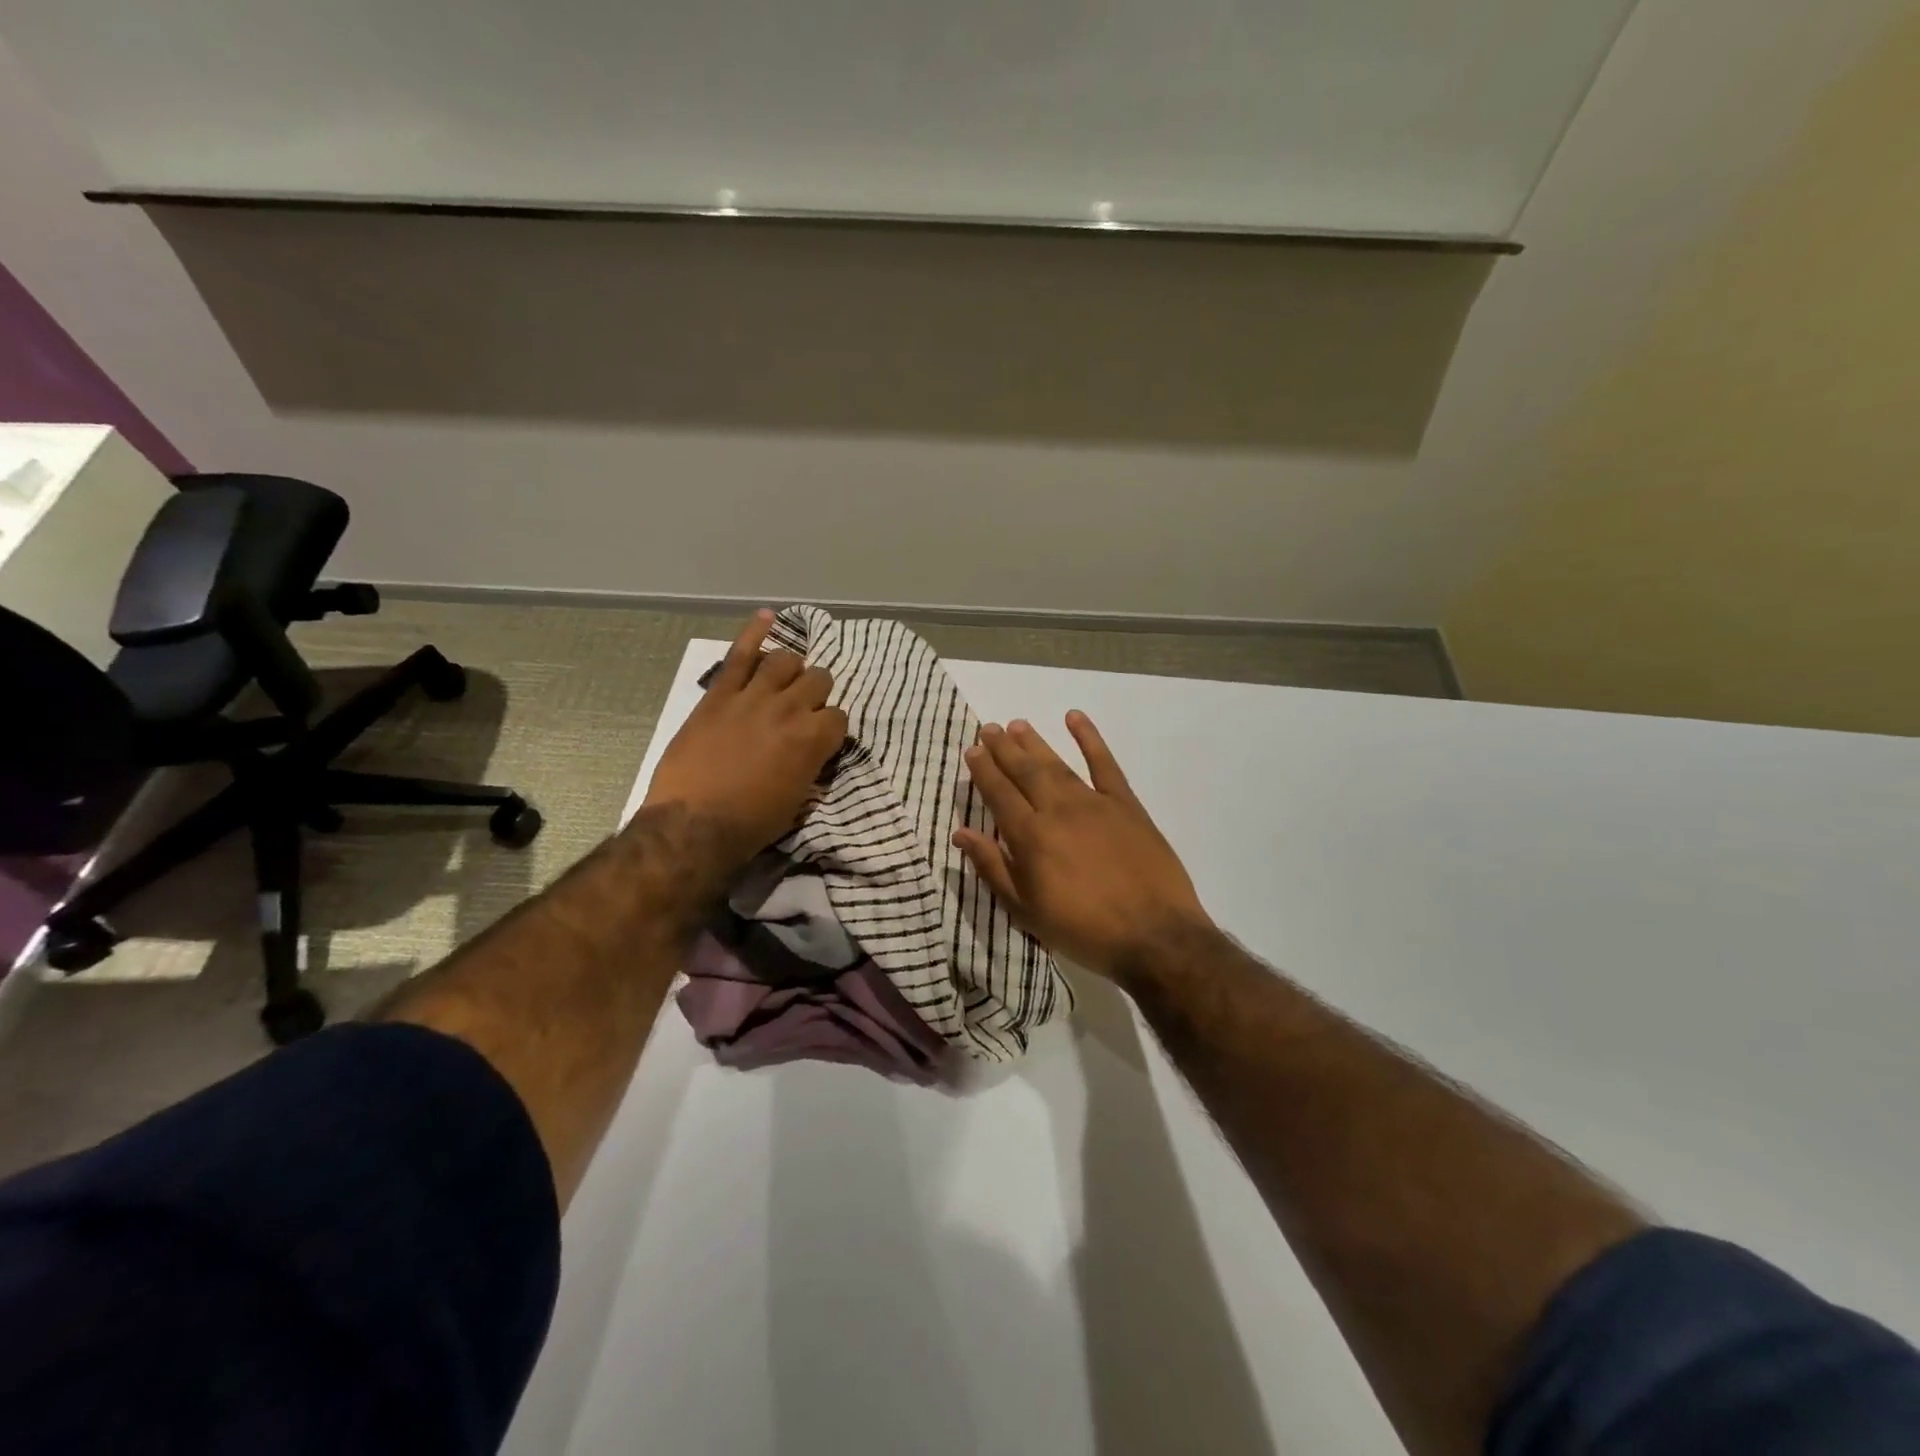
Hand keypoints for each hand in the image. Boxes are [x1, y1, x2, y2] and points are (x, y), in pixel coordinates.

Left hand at [641, 611, 847, 876]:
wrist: (694, 823)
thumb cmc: (750, 823)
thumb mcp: (797, 802)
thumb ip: (810, 767)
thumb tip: (812, 755)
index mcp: (814, 740)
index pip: (839, 718)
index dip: (830, 729)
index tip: (820, 739)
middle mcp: (791, 709)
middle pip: (818, 680)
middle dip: (815, 694)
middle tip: (803, 709)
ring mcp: (754, 696)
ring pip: (785, 661)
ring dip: (790, 669)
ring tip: (783, 680)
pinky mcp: (720, 694)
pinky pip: (740, 654)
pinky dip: (754, 631)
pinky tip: (767, 617)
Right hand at [954, 713, 1213, 981]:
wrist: (1154, 935)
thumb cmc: (1084, 930)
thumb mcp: (1026, 911)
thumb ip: (993, 868)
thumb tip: (961, 833)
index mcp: (1031, 837)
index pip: (999, 794)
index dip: (983, 771)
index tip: (972, 751)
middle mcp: (1058, 810)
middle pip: (1025, 771)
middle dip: (1003, 748)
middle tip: (987, 728)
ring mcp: (1094, 803)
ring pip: (1057, 764)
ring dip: (1034, 742)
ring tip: (1016, 724)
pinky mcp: (1126, 804)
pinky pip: (1105, 764)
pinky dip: (1090, 739)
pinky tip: (1075, 718)